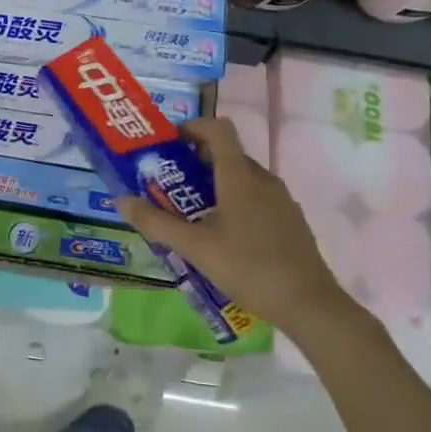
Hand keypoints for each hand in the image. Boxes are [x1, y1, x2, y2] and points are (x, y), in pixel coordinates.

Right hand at [117, 117, 349, 334]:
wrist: (309, 304)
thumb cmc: (248, 267)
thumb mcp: (194, 247)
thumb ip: (156, 222)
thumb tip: (120, 200)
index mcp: (240, 176)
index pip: (218, 128)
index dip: (192, 127)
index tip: (169, 145)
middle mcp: (262, 179)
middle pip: (226, 154)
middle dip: (194, 163)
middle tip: (168, 187)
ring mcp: (280, 200)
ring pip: (241, 178)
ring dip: (213, 186)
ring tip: (190, 215)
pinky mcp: (289, 220)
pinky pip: (255, 199)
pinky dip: (233, 204)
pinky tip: (222, 238)